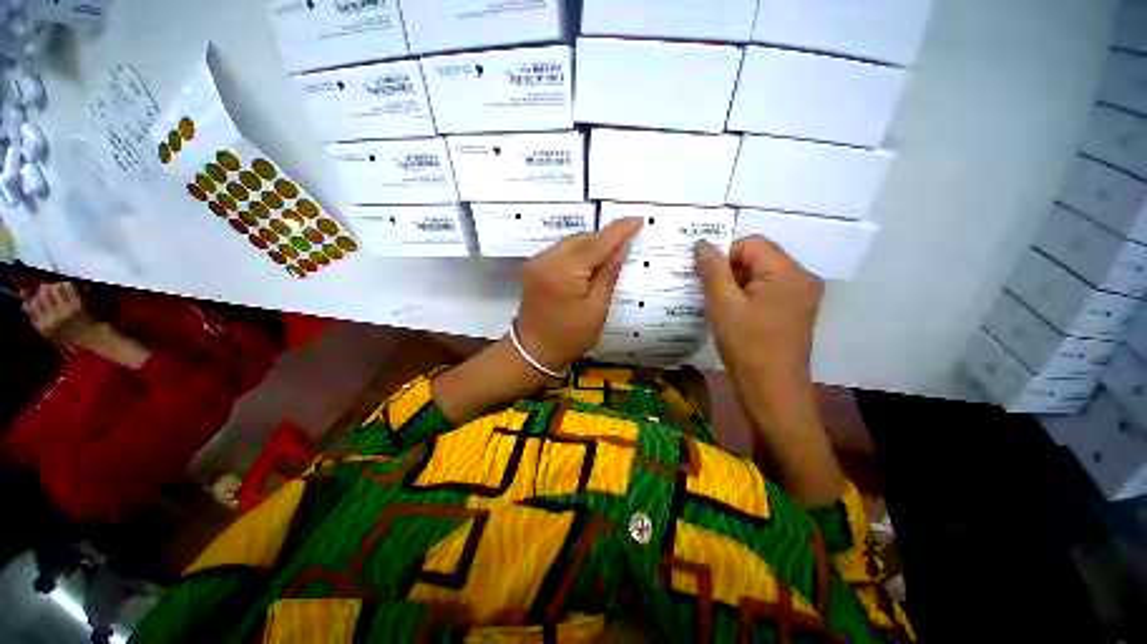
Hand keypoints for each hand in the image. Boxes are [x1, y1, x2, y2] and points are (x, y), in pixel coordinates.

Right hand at [23, 282, 101, 346]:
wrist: (86, 334)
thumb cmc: (63, 332)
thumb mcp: (45, 328)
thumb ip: (34, 316)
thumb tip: (24, 303)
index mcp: (45, 323)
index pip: (34, 303)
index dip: (36, 298)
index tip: (40, 299)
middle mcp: (55, 315)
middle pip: (44, 292)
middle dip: (44, 289)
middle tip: (48, 292)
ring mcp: (66, 308)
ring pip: (55, 287)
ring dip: (54, 286)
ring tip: (56, 290)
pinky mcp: (77, 303)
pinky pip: (68, 286)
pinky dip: (65, 285)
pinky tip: (65, 289)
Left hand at [516, 218, 642, 369]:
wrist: (533, 351)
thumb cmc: (570, 337)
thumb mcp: (597, 310)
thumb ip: (607, 275)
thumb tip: (620, 249)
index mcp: (564, 271)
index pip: (597, 243)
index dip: (619, 230)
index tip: (637, 219)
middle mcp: (547, 259)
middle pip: (581, 238)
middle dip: (604, 238)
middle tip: (625, 245)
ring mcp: (537, 262)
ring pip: (571, 242)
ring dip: (590, 245)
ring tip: (608, 256)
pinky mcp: (533, 268)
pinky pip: (560, 251)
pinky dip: (577, 253)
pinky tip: (587, 264)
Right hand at [696, 237, 843, 506]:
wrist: (772, 392)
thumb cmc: (747, 347)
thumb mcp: (724, 306)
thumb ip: (713, 270)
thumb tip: (702, 243)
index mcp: (789, 273)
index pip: (751, 244)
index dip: (724, 256)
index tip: (706, 280)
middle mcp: (801, 278)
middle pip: (757, 258)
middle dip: (729, 272)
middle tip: (708, 294)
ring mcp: (800, 296)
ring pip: (759, 276)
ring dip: (735, 285)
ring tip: (718, 306)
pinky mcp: (794, 311)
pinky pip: (766, 291)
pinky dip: (746, 297)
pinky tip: (731, 315)